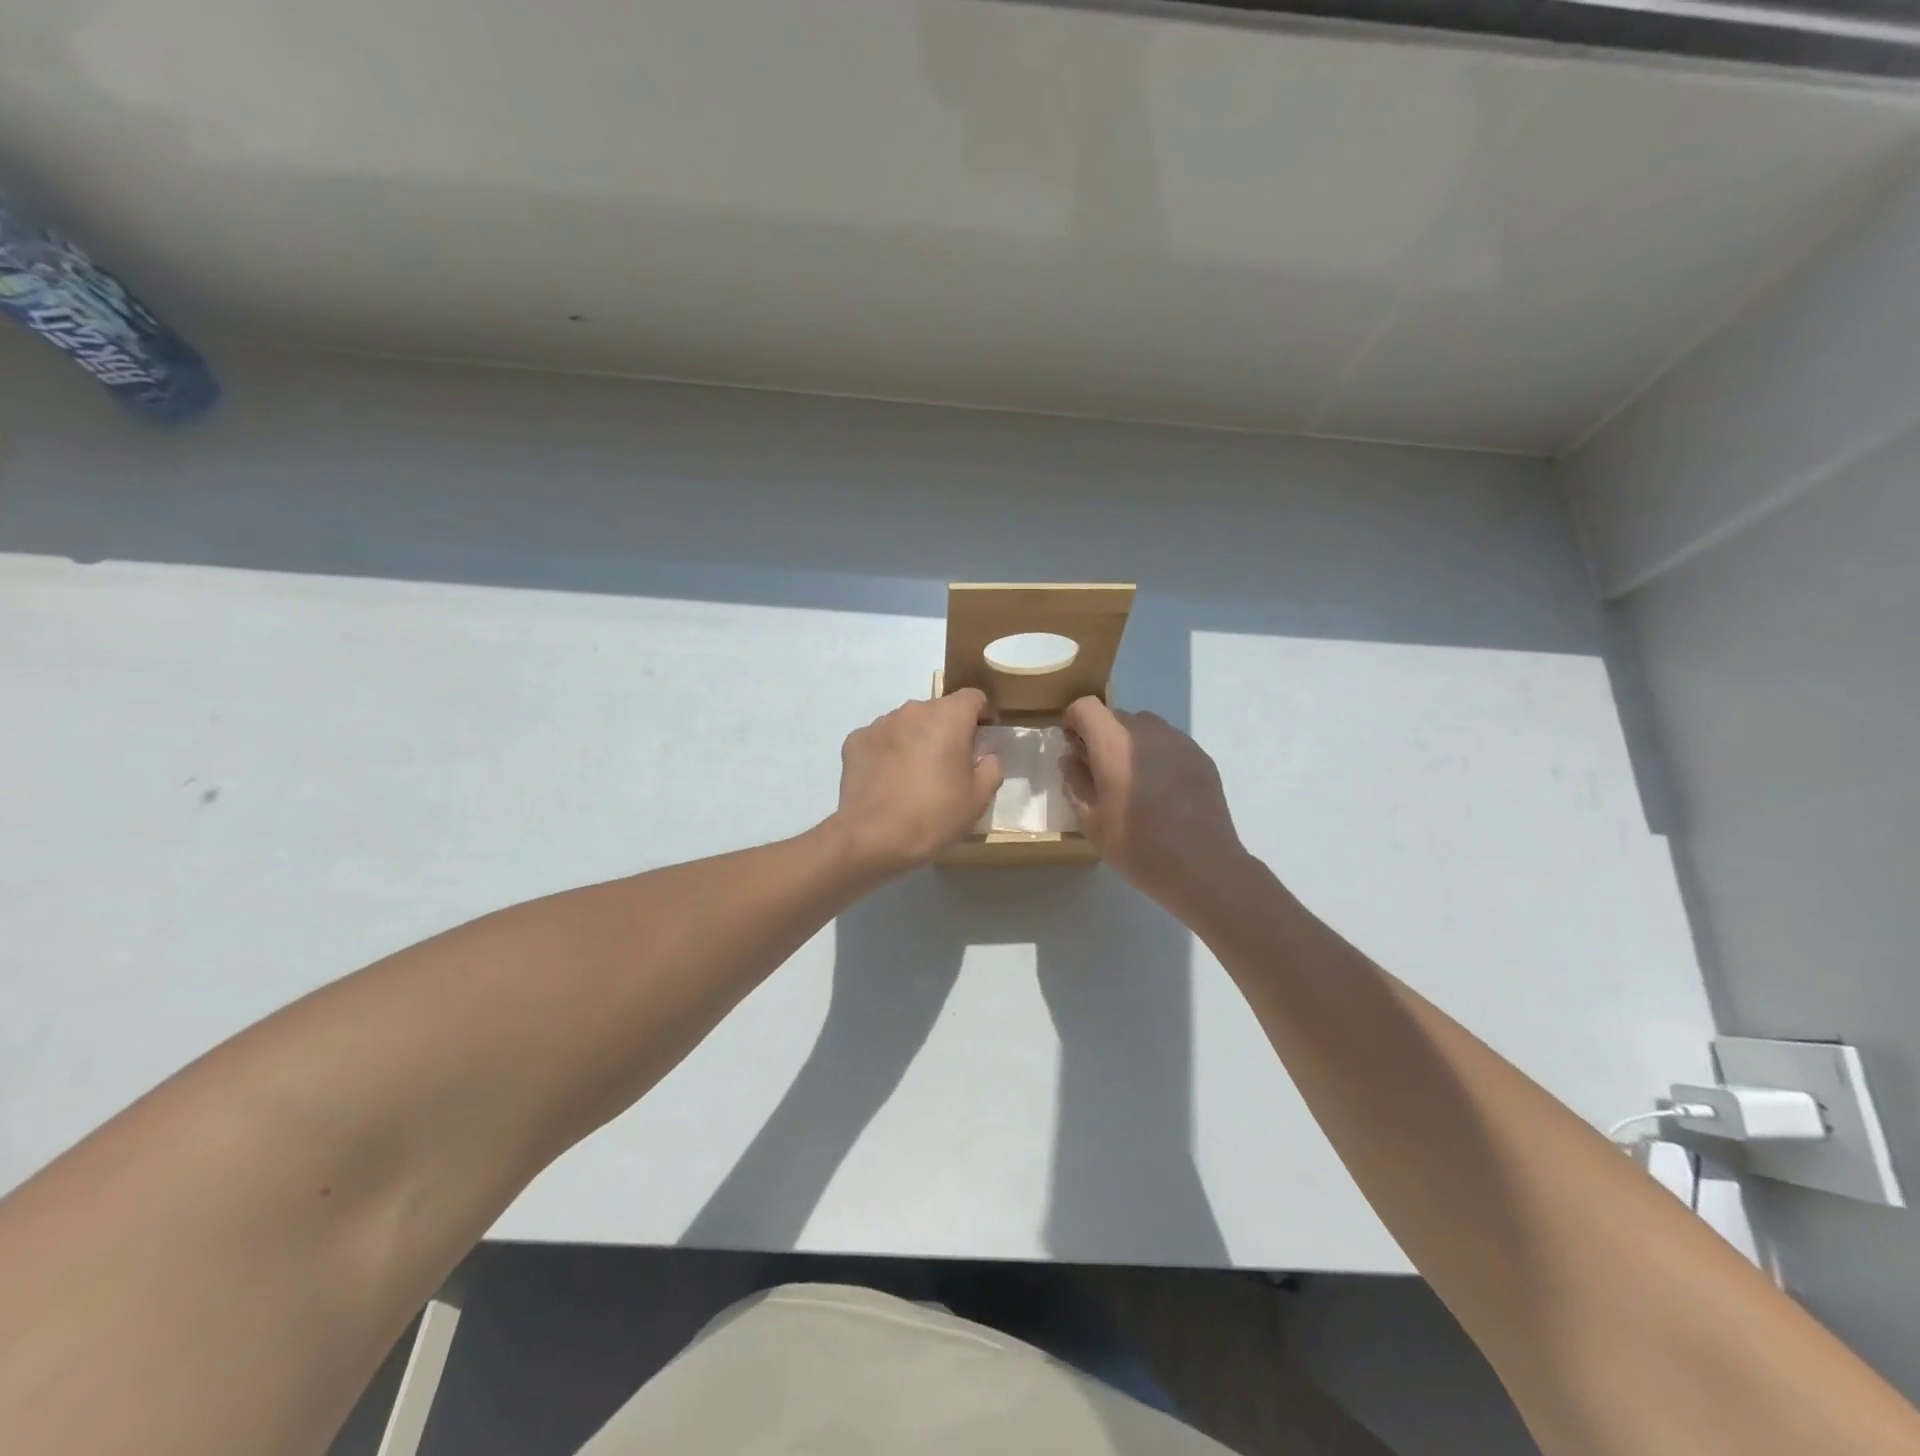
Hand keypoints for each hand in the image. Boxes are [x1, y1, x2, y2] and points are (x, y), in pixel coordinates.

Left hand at [830, 689, 1002, 875]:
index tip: (983, 740)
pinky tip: (888, 781)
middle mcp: (913, 710)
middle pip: (938, 710)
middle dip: (948, 730)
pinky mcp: (855, 741)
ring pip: (908, 724)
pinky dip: (888, 752)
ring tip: (915, 775)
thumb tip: (986, 757)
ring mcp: (880, 724)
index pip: (973, 697)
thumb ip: (991, 769)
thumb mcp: (978, 799)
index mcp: (948, 717)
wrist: (872, 838)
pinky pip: (881, 740)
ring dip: (916, 739)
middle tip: (950, 765)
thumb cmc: (934, 816)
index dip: (982, 715)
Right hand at [1061, 697, 1247, 914]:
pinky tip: (1162, 793)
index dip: (1073, 723)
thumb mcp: (1091, 821)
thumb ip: (1075, 783)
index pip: (1085, 707)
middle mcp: (1147, 731)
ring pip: (1144, 728)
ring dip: (1130, 745)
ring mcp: (1179, 741)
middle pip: (1115, 716)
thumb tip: (1071, 760)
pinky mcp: (1201, 757)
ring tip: (1133, 784)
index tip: (1074, 751)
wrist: (1203, 867)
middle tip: (1101, 775)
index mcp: (1114, 743)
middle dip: (1101, 737)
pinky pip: (1169, 744)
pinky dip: (1157, 757)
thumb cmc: (1138, 846)